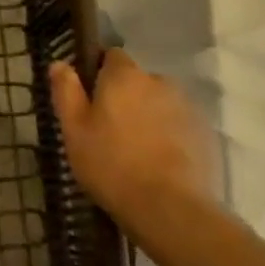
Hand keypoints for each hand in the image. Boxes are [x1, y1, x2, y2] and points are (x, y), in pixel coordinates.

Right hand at [50, 50, 218, 234]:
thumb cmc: (111, 164)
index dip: (100, 73)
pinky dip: (169, 136)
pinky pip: (178, 126)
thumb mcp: (74, 130)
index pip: (112, 56)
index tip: (91, 98)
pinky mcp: (205, 135)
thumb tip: (60, 63)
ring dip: (148, 116)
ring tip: (136, 150)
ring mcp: (186, 108)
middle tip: (110, 130)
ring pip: (159, 104)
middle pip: (137, 81)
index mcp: (124, 76)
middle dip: (126, 97)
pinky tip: (159, 163)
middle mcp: (158, 82)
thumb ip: (66, 91)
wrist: (170, 209)